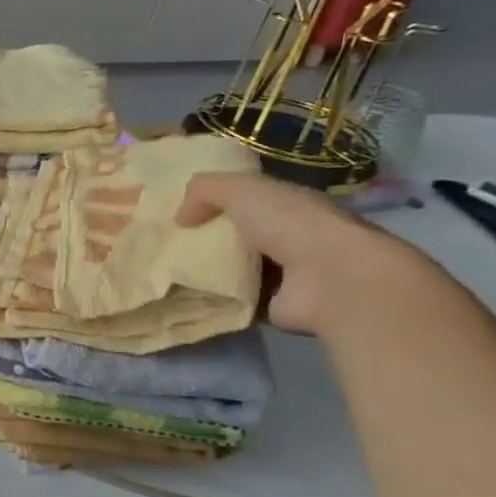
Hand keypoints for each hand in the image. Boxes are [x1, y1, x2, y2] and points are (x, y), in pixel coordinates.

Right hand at [177, 171, 429, 335]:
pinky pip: (234, 300)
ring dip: (207, 272)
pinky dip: (213, 300)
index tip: (178, 211)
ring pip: (234, 269)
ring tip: (167, 272)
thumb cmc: (290, 224)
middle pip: (238, 236)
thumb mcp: (241, 189)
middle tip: (164, 244)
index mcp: (289, 205)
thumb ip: (204, 190)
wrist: (331, 279)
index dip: (215, 202)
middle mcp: (290, 237)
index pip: (248, 200)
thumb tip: (180, 217)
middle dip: (205, 239)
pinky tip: (185, 296)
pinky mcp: (274, 307)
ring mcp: (285, 274)